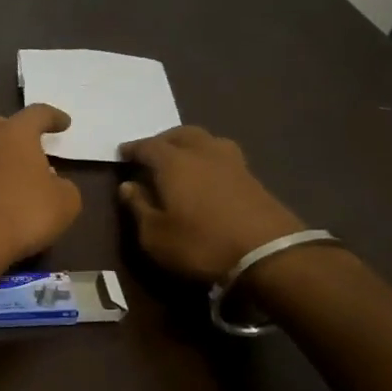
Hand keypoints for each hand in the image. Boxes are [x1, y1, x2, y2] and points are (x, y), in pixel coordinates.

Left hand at [0, 105, 82, 272]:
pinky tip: (1, 192)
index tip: (64, 124)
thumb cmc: (26, 212)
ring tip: (19, 171)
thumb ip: (64, 185)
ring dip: (2, 155)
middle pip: (3, 125)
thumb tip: (52, 183)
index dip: (53, 117)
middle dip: (19, 132)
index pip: (37, 114)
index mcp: (15, 132)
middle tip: (35, 145)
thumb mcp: (66, 201)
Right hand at [118, 126, 303, 283]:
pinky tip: (206, 176)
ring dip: (190, 145)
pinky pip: (223, 157)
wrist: (269, 256)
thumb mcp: (155, 235)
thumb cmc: (200, 244)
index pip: (148, 146)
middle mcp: (203, 153)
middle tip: (151, 153)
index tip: (122, 154)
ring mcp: (233, 163)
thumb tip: (128, 186)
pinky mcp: (253, 178)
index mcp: (174, 163)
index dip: (132, 149)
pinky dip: (209, 159)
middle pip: (181, 134)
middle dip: (163, 140)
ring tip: (181, 161)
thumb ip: (138, 207)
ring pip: (207, 141)